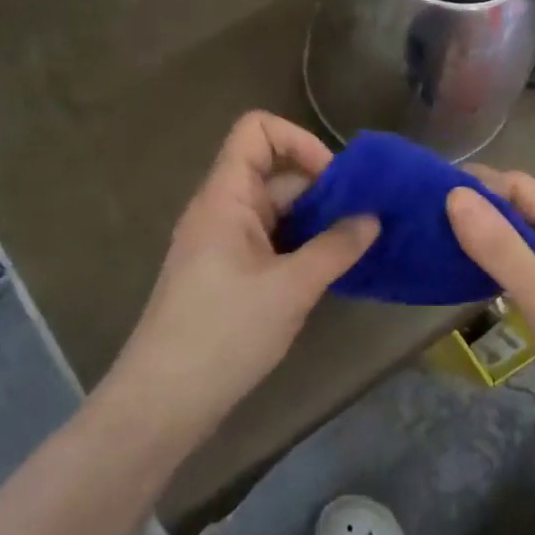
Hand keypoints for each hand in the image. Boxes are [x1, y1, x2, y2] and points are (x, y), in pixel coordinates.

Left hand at [110, 112, 377, 443]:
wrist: (162, 404)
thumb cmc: (224, 334)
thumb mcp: (291, 288)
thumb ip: (336, 247)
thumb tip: (373, 218)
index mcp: (225, 197)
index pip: (257, 131)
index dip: (299, 141)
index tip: (335, 181)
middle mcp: (221, 210)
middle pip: (274, 171)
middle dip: (322, 188)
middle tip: (365, 218)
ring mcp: (222, 243)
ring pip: (276, 210)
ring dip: (315, 220)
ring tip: (356, 245)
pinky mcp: (226, 274)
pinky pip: (270, 241)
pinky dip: (301, 246)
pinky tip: (330, 271)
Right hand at [447, 170, 534, 461]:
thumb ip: (500, 246)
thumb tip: (455, 196)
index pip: (523, 188)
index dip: (480, 186)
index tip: (431, 192)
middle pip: (522, 214)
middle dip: (479, 212)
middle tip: (425, 220)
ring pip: (521, 246)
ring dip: (486, 242)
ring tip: (437, 245)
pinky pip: (525, 276)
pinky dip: (497, 272)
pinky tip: (468, 280)